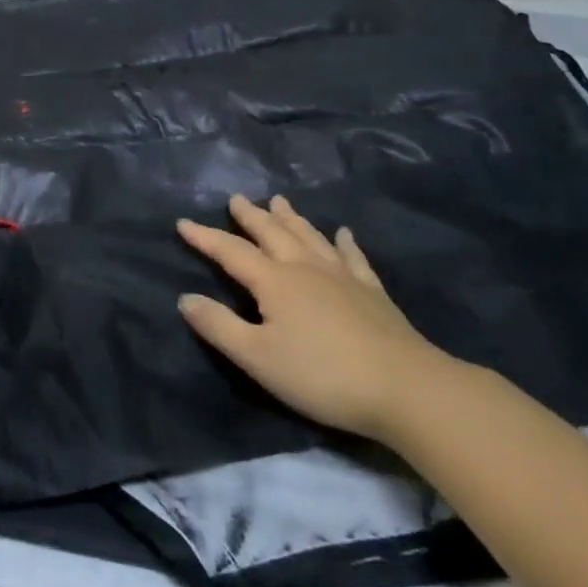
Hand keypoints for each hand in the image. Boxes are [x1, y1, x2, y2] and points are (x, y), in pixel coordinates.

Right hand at [177, 195, 450, 440]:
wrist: (404, 387)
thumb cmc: (321, 374)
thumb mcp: (257, 357)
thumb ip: (219, 326)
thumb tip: (185, 298)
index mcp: (275, 281)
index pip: (231, 252)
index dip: (205, 237)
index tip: (183, 222)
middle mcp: (305, 267)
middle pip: (272, 233)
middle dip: (251, 215)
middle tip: (236, 198)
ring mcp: (342, 276)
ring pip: (310, 236)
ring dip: (291, 218)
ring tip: (279, 201)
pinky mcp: (371, 292)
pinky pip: (353, 257)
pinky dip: (345, 242)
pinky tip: (344, 232)